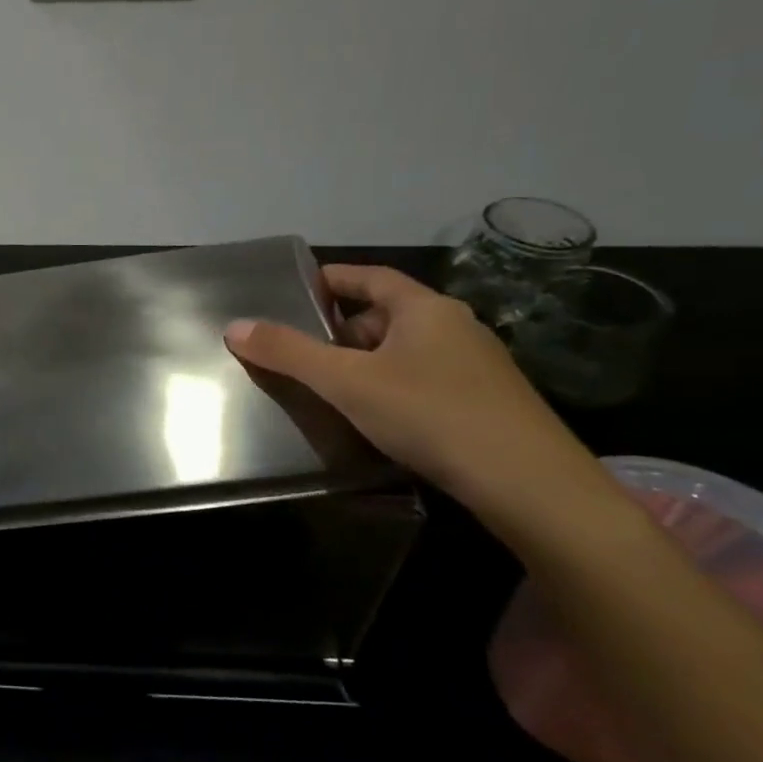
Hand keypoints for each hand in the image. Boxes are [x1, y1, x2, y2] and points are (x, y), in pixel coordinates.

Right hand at [223, 264, 599, 512]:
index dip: (331, 280)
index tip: (294, 291)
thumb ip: (289, 353)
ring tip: (328, 387)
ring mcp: (475, 366)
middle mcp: (455, 327)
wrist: (528, 484)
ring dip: (365, 361)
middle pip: (385, 314)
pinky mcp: (484, 403)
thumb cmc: (429, 414)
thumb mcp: (346, 381)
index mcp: (425, 309)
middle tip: (300, 351)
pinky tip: (373, 416)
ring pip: (404, 350)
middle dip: (340, 329)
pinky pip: (423, 379)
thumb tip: (235, 327)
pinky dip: (390, 386)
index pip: (370, 277)